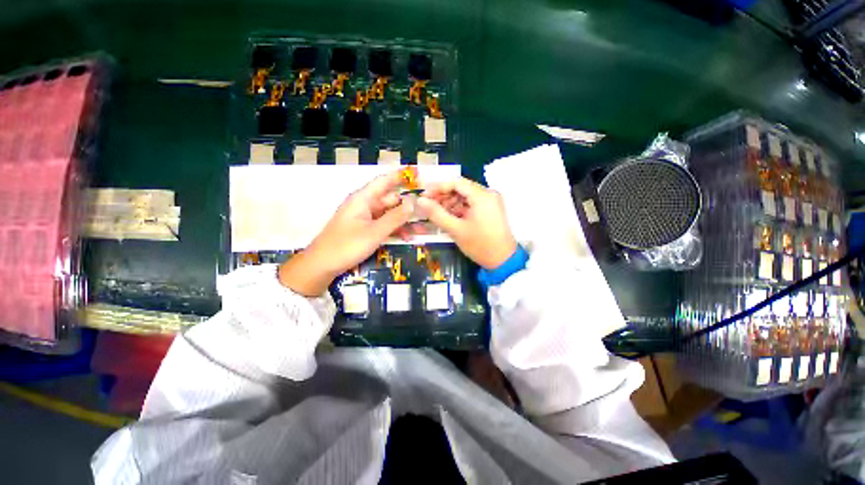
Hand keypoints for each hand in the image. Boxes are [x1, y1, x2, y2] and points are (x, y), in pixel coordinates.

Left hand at [279, 170, 414, 295]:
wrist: (321, 265)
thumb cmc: (346, 246)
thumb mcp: (374, 232)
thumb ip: (395, 217)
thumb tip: (413, 202)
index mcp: (363, 199)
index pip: (384, 181)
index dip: (400, 176)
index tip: (417, 174)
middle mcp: (364, 205)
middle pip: (389, 199)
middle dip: (407, 205)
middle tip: (426, 210)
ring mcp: (364, 217)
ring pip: (388, 214)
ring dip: (403, 220)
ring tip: (421, 228)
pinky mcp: (364, 229)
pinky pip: (382, 224)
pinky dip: (394, 228)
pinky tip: (406, 236)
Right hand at [418, 177, 516, 268]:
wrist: (503, 261)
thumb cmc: (480, 245)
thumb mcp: (456, 229)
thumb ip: (437, 213)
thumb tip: (420, 201)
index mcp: (482, 195)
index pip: (456, 182)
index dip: (438, 187)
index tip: (423, 195)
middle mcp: (488, 194)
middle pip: (461, 188)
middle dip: (443, 195)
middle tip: (428, 205)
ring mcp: (490, 202)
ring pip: (465, 196)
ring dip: (450, 202)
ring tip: (437, 213)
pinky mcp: (490, 210)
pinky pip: (471, 204)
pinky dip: (459, 208)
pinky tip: (449, 216)